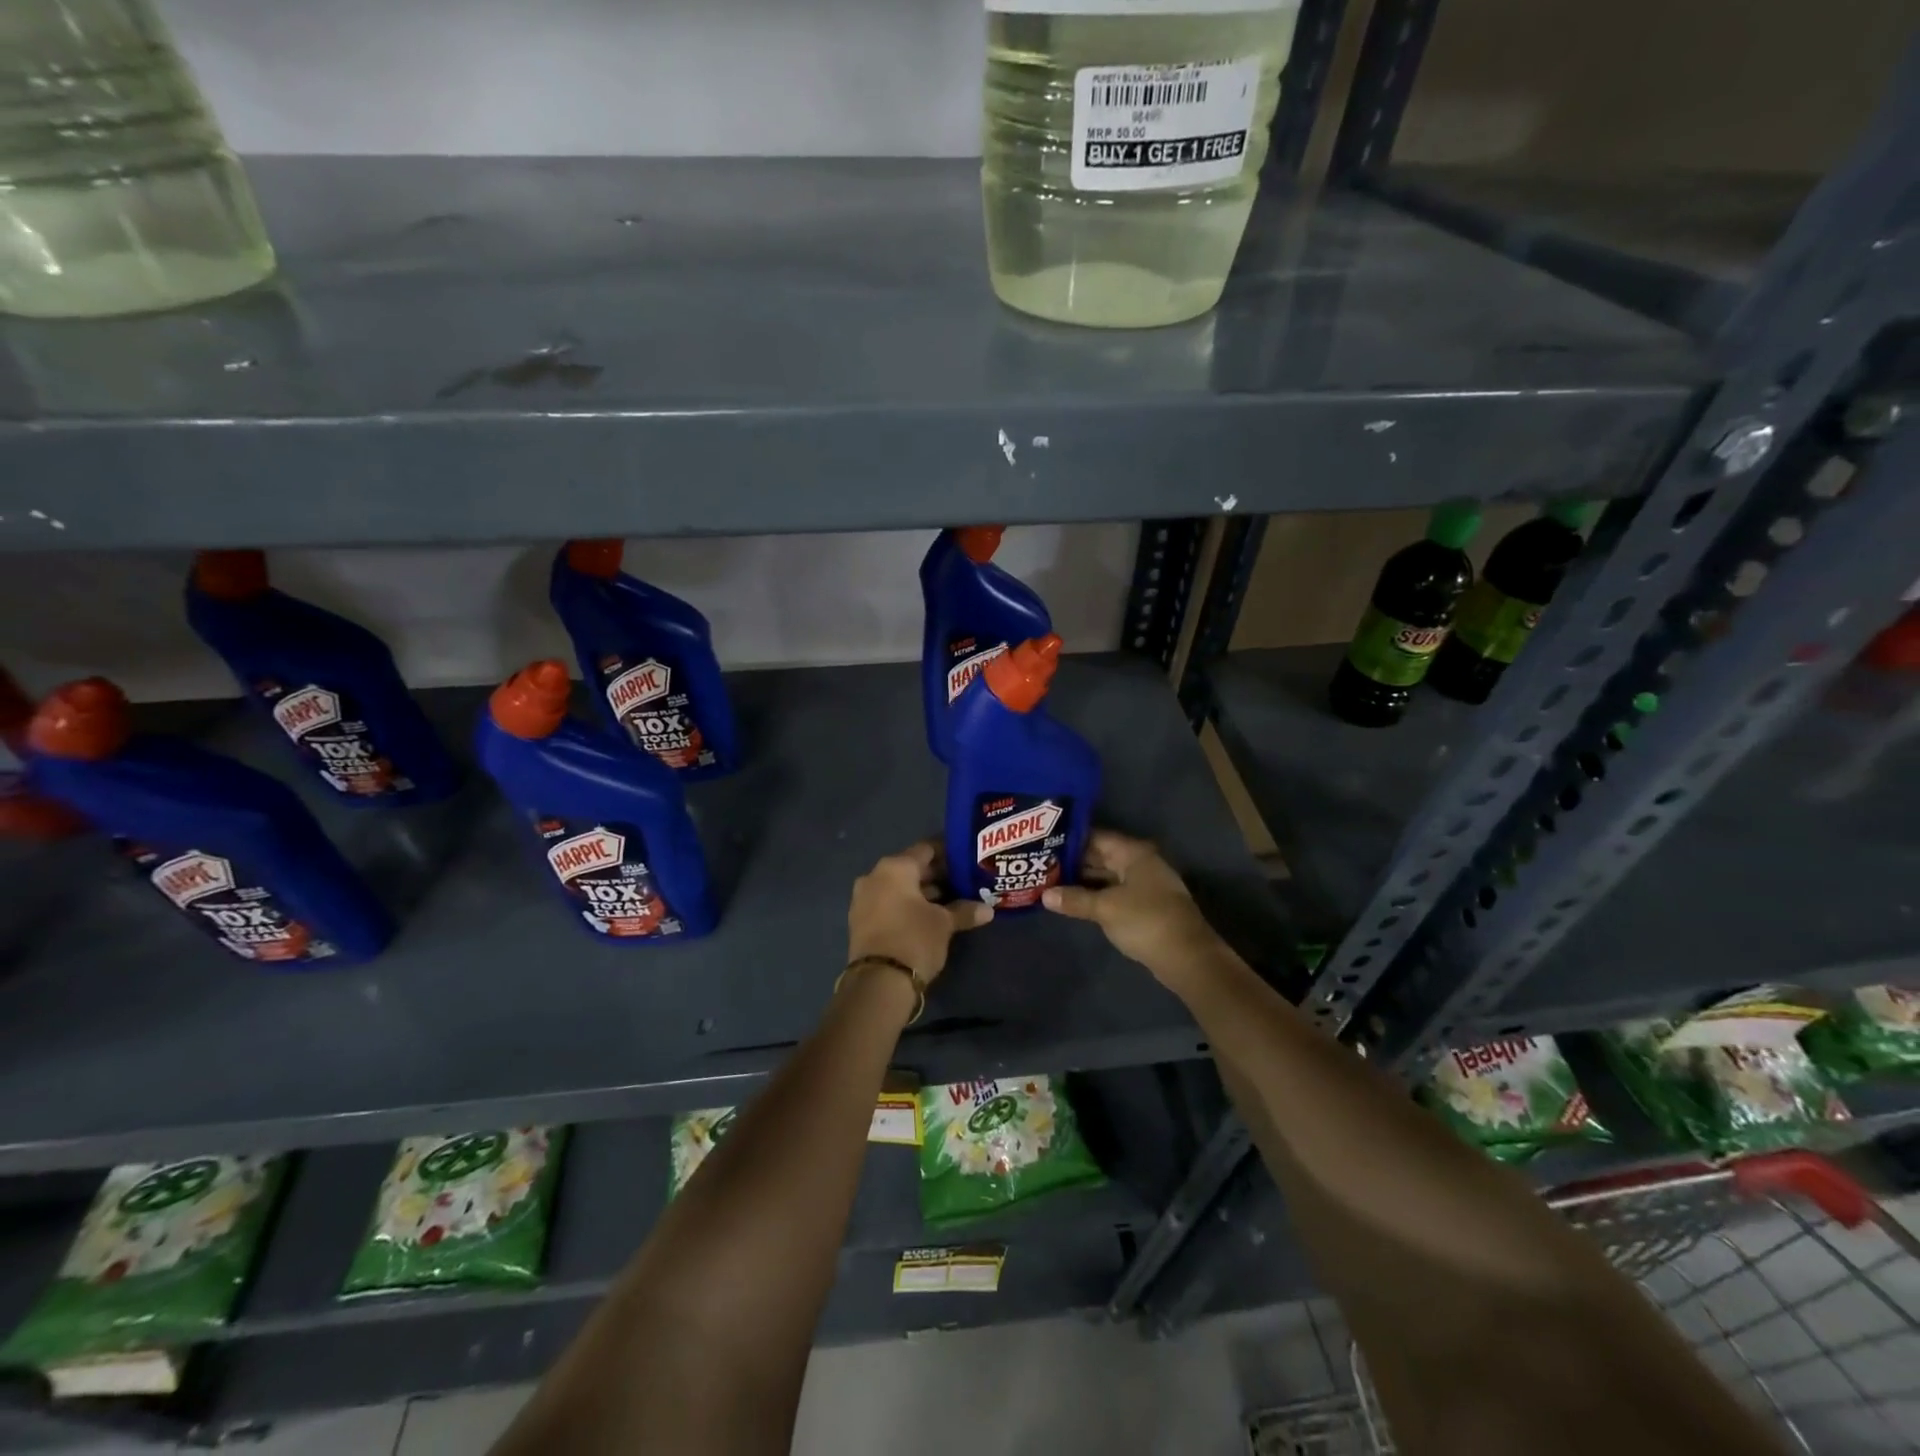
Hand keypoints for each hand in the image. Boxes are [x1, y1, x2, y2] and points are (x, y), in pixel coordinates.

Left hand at [847, 841, 991, 986]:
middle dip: (936, 876)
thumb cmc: (914, 939)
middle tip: (962, 882)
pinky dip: (907, 906)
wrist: (878, 982)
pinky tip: (928, 917)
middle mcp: (875, 876)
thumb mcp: (944, 924)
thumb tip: (987, 909)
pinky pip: (888, 903)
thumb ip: (964, 911)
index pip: (926, 849)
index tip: (966, 860)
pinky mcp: (861, 921)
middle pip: (911, 868)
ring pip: (899, 888)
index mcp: (894, 867)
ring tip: (950, 901)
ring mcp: (864, 899)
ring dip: (922, 893)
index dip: (947, 853)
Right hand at [1042, 830, 1223, 984]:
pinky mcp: (1144, 907)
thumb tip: (1044, 895)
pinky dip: (1094, 896)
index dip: (1070, 839)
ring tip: (1049, 881)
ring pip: (1106, 877)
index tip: (1043, 842)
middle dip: (1072, 862)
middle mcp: (1139, 864)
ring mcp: (1143, 886)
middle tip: (1040, 863)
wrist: (1187, 958)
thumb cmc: (1146, 921)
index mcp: (1134, 853)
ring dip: (1082, 881)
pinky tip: (1072, 901)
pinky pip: (1113, 894)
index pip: (1096, 837)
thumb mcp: (1105, 909)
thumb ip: (1074, 899)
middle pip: (1100, 857)